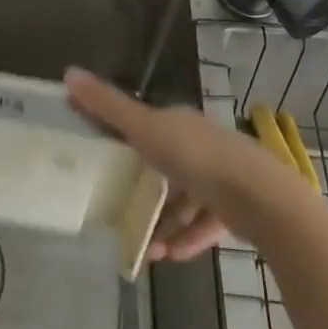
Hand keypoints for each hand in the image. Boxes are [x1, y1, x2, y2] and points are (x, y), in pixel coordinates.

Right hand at [66, 66, 308, 260]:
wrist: (259, 196)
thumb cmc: (196, 156)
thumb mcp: (144, 129)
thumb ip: (107, 106)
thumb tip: (68, 71)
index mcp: (180, 123)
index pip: (147, 127)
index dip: (125, 141)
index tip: (103, 163)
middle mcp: (202, 145)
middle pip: (166, 167)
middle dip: (144, 192)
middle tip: (121, 214)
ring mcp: (222, 177)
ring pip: (186, 199)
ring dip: (165, 223)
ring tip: (147, 249)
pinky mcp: (238, 208)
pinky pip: (206, 223)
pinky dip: (188, 238)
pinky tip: (172, 256)